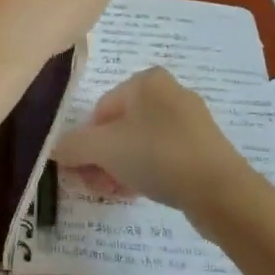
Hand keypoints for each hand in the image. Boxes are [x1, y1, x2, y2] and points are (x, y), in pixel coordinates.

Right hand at [50, 67, 253, 216]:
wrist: (220, 190)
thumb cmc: (157, 155)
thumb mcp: (105, 149)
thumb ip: (74, 146)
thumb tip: (54, 149)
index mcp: (146, 80)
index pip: (102, 109)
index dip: (88, 141)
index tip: (84, 170)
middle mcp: (170, 91)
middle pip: (121, 126)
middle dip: (104, 157)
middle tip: (97, 185)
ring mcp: (190, 119)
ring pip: (142, 142)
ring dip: (122, 167)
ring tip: (116, 193)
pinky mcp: (204, 146)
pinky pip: (165, 155)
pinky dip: (148, 171)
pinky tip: (141, 193)